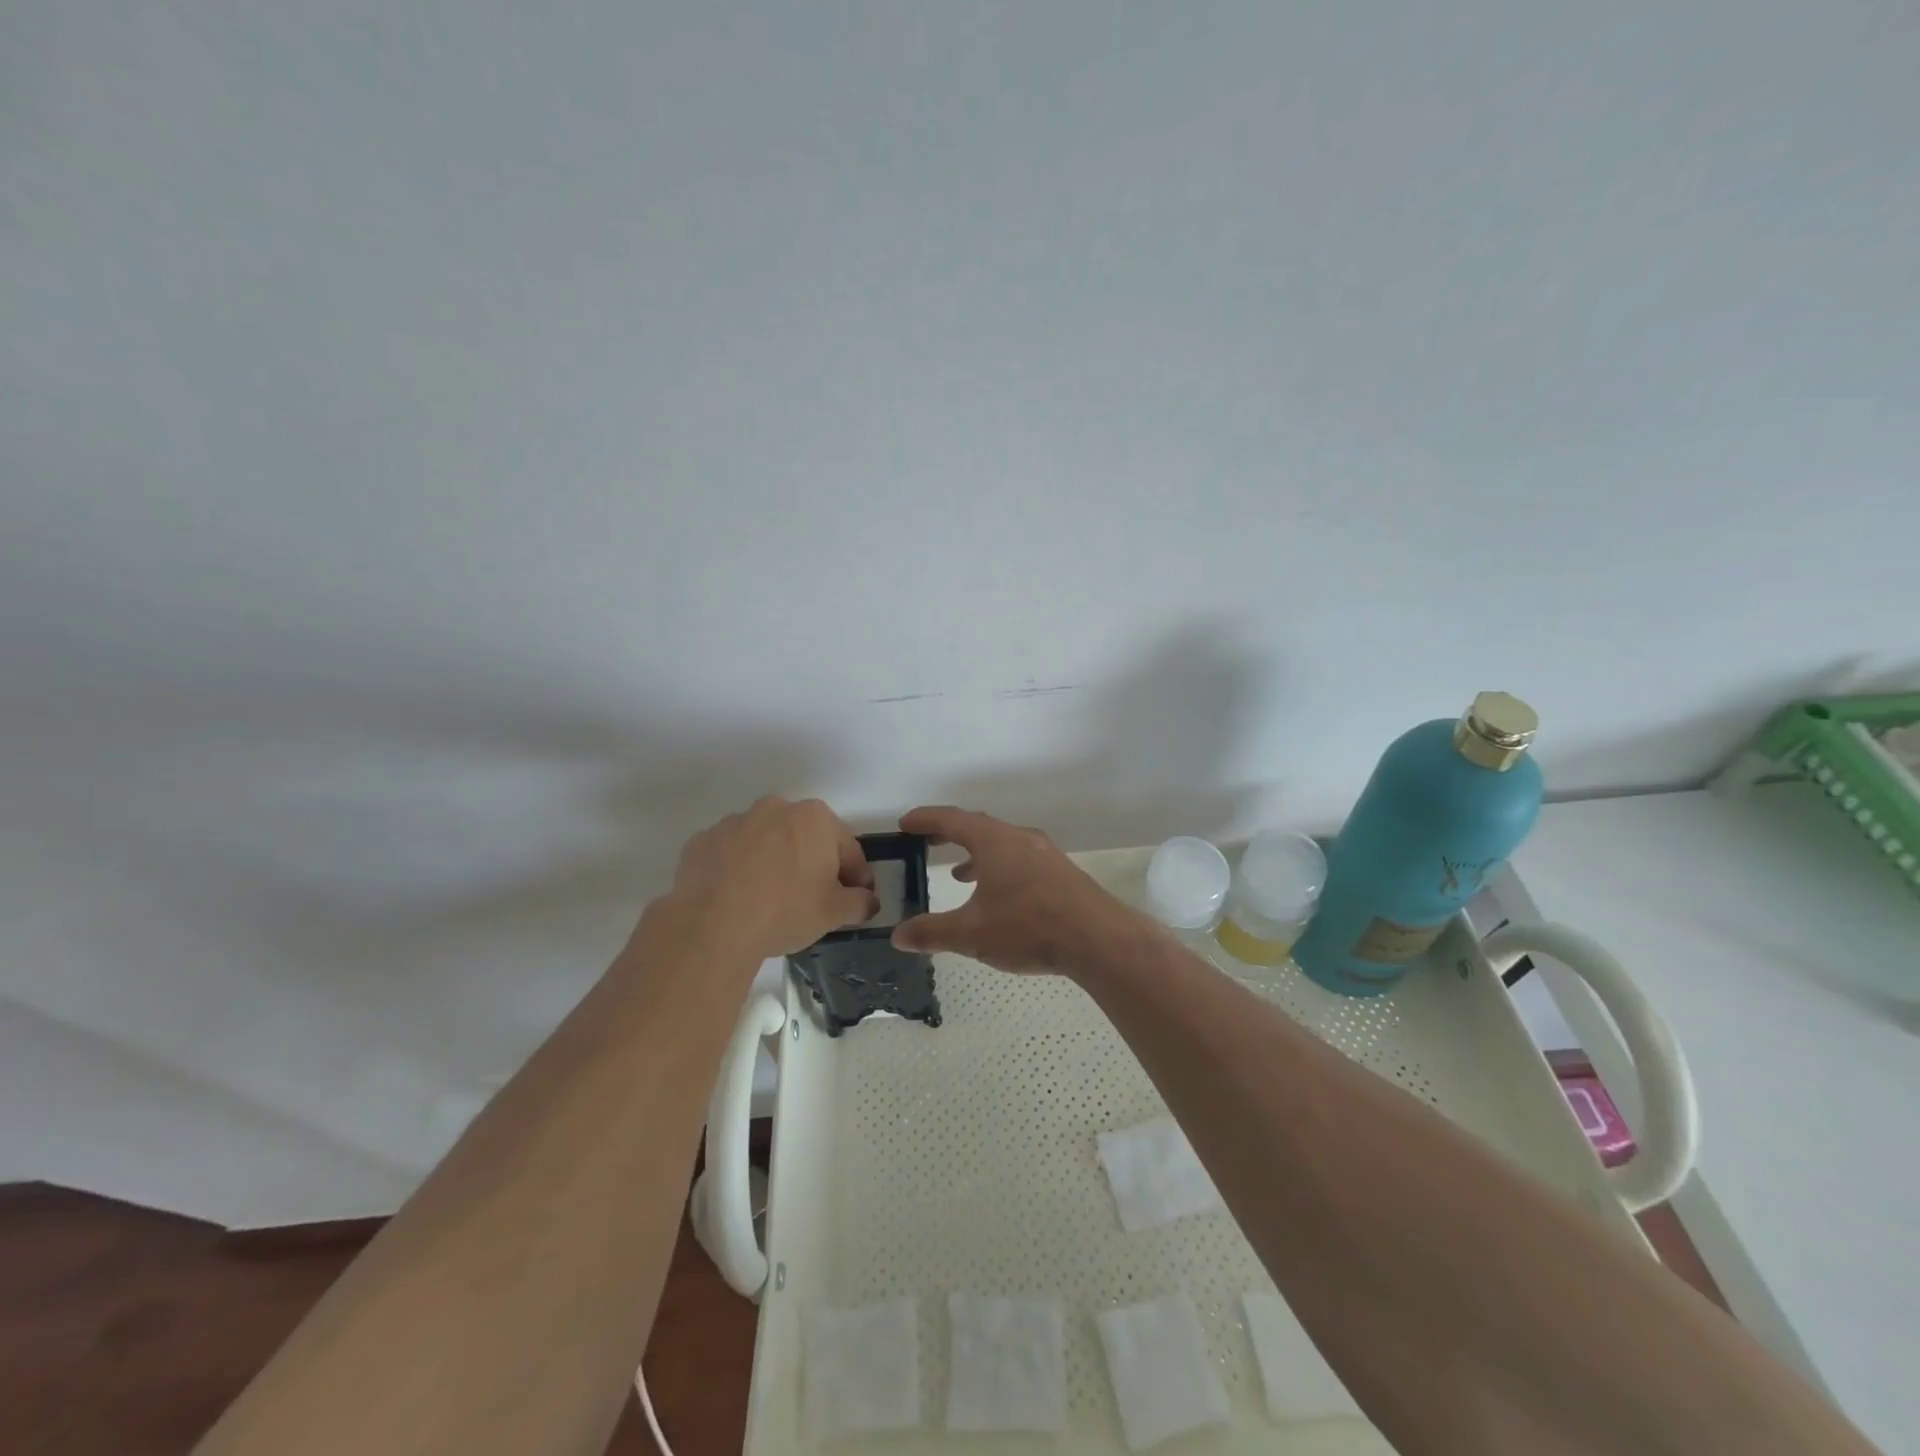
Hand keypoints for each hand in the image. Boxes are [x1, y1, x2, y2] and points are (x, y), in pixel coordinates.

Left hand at [662, 796, 878, 960]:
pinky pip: (731, 854)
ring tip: (770, 899)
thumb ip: (860, 902)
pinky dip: (738, 869)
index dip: (857, 875)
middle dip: (813, 862)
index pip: (848, 848)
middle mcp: (776, 808)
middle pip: (805, 837)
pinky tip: (738, 898)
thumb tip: (869, 901)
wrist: (712, 925)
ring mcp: (735, 821)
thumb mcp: (834, 913)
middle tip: (814, 898)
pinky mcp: (703, 841)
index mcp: (815, 818)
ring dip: (774, 862)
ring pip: (766, 842)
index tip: (857, 898)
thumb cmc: (785, 910)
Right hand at [888, 806, 1147, 974]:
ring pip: (1002, 844)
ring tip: (959, 875)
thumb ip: (932, 932)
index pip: (952, 819)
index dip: (926, 819)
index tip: (905, 823)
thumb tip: (898, 936)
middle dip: (950, 833)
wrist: (1098, 939)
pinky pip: (1020, 859)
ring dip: (977, 854)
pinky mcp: (1061, 872)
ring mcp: (1045, 854)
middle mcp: (1020, 838)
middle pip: (978, 827)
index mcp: (994, 841)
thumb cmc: (1028, 928)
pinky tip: (999, 897)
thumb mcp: (972, 934)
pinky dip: (999, 868)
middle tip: (926, 841)